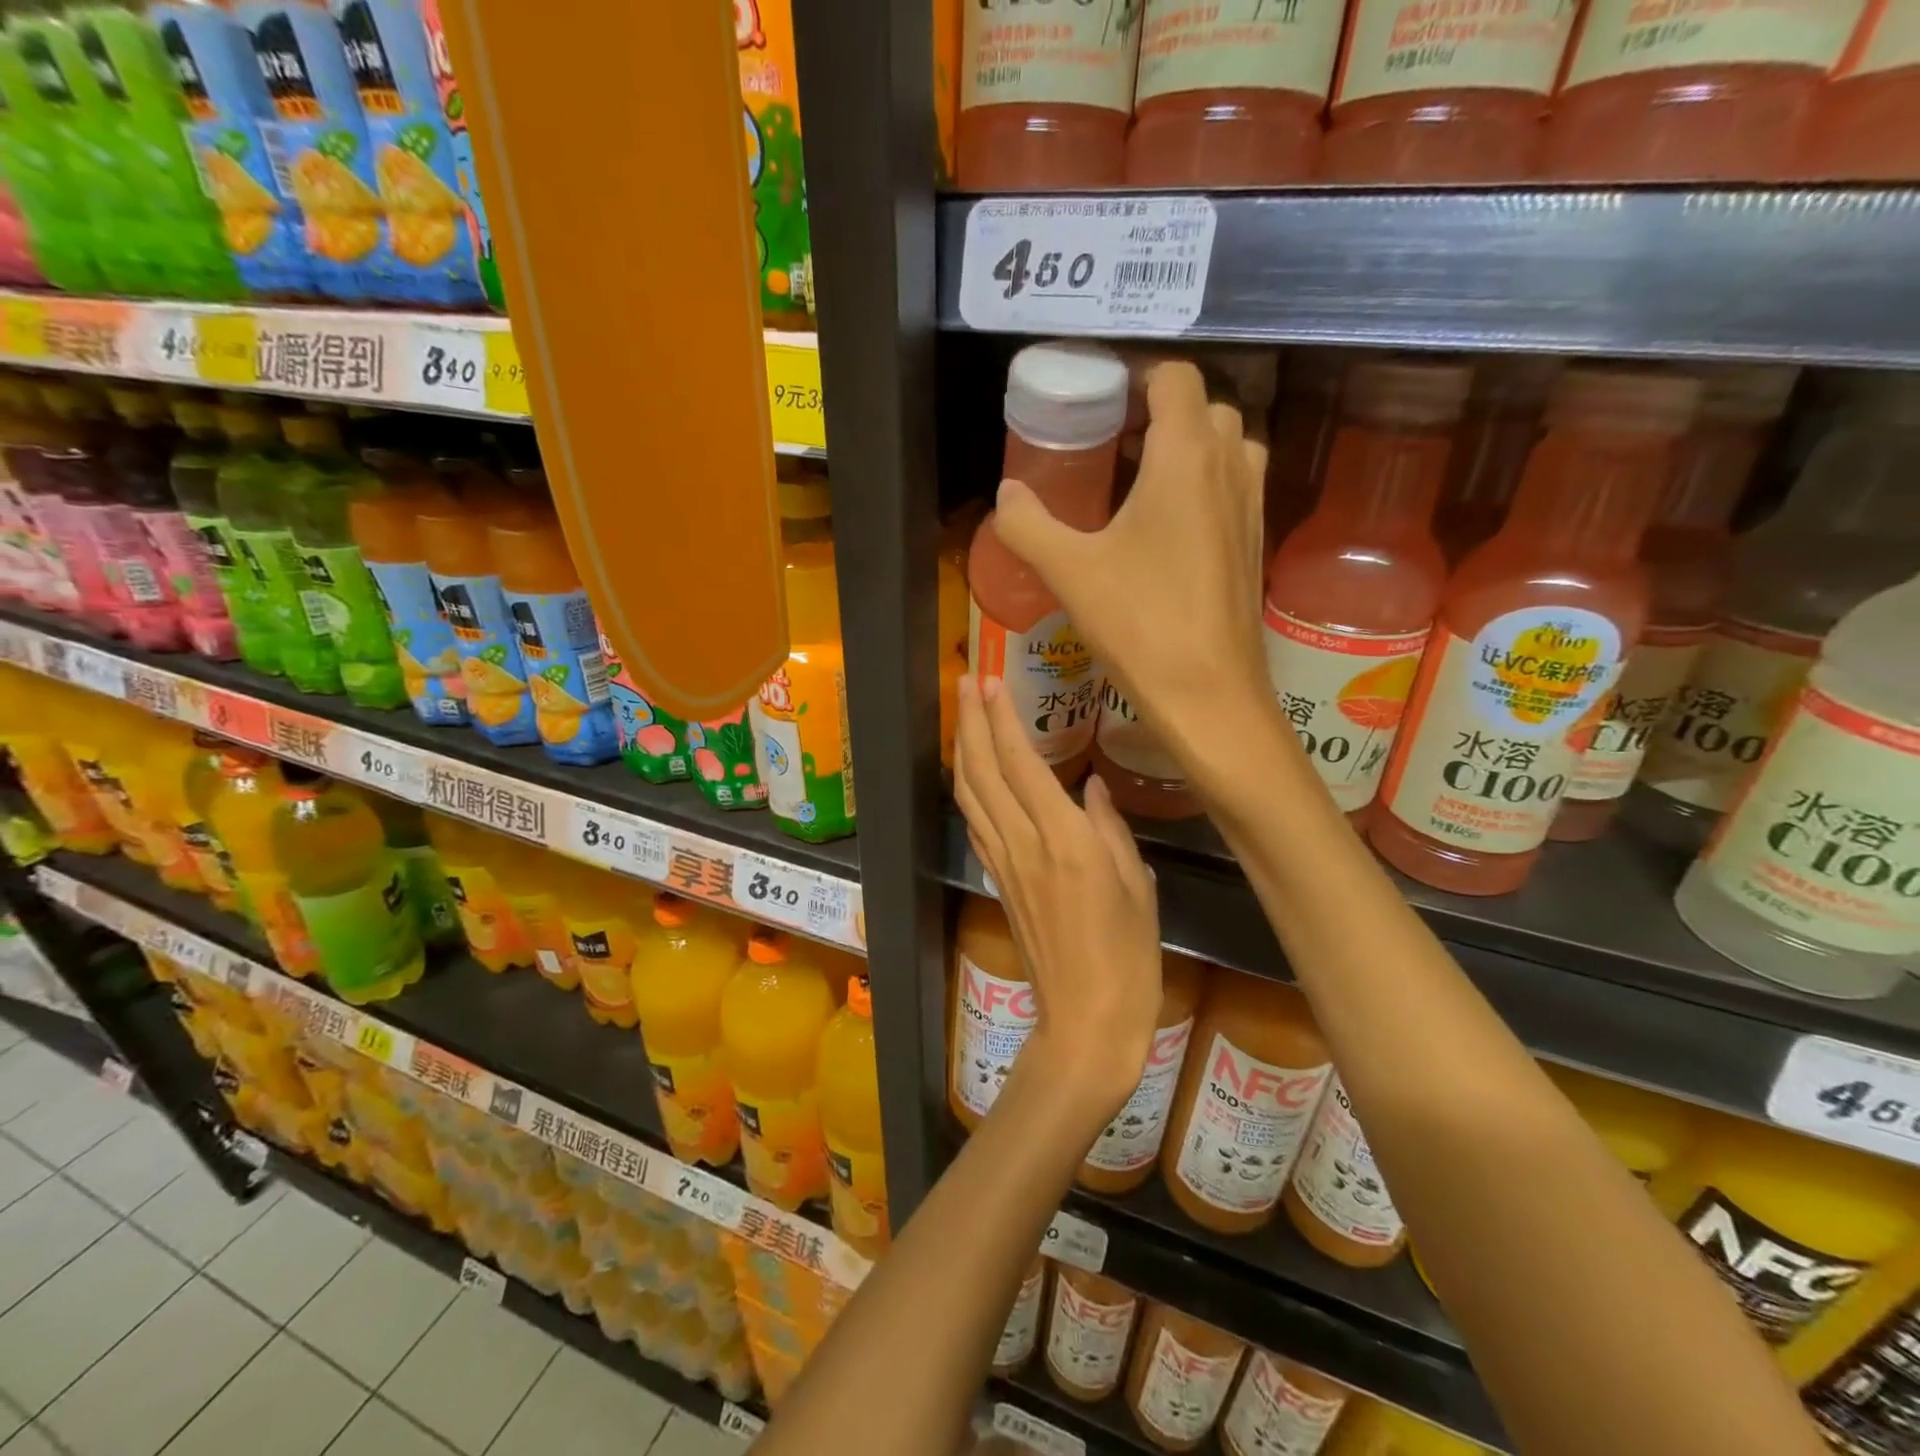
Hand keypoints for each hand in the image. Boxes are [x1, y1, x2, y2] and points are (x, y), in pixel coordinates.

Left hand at [954, 674, 1161, 1124]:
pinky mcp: (998, 881)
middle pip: (982, 771)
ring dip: (961, 749)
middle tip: (966, 681)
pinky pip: (976, 822)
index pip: (1021, 763)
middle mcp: (1024, 844)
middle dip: (969, 721)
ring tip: (962, 715)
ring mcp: (1004, 863)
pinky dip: (969, 788)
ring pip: (970, 794)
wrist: (1085, 1022)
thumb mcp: (1137, 885)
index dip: (1001, 718)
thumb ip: (1109, 827)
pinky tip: (972, 773)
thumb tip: (1089, 785)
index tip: (990, 681)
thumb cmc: (1128, 957)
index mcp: (1065, 840)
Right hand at [992, 360, 1272, 777]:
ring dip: (1187, 449)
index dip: (1136, 379)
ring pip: (1226, 448)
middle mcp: (1230, 468)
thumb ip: (1028, 525)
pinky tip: (1162, 531)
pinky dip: (1203, 486)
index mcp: (1187, 456)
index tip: (1098, 404)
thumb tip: (1006, 494)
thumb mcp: (1069, 572)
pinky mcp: (1255, 544)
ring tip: (1137, 483)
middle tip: (1110, 446)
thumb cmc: (1140, 624)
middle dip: (1159, 414)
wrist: (1210, 695)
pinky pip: (1233, 488)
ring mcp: (1251, 507)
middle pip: (1204, 408)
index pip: (1175, 377)